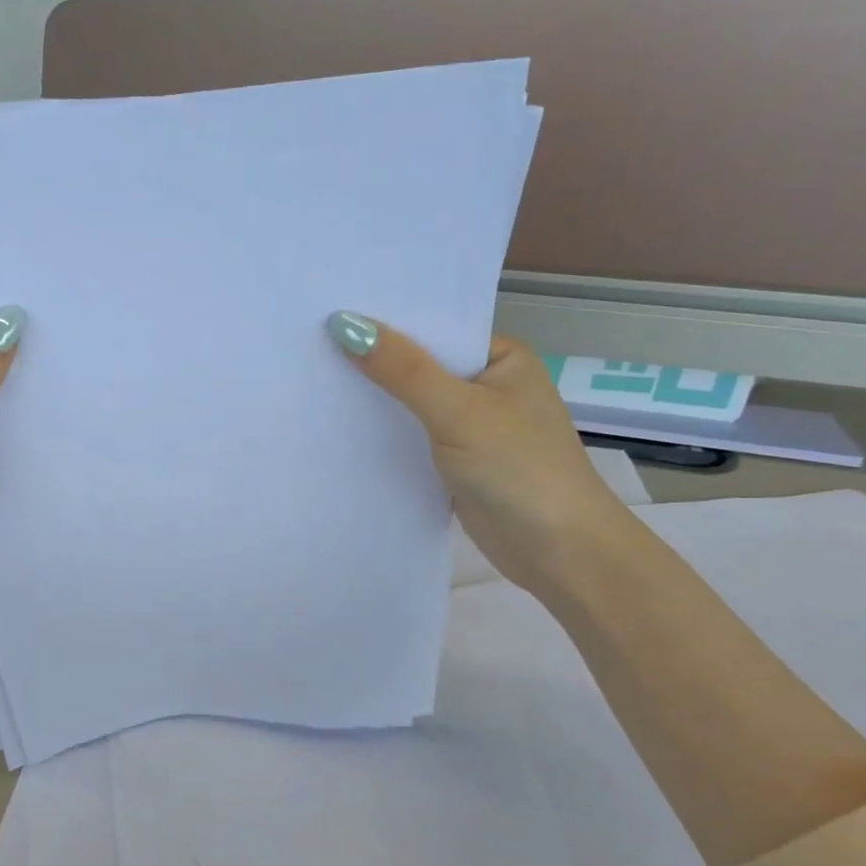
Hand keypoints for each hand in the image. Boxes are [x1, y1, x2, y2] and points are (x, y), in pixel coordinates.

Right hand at [329, 315, 634, 598]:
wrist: (559, 552)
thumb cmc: (518, 469)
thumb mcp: (457, 411)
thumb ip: (402, 370)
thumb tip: (343, 323)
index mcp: (501, 358)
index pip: (434, 328)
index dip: (385, 322)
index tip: (328, 313)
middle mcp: (487, 386)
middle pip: (420, 365)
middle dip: (373, 361)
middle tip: (307, 344)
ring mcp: (472, 427)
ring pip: (412, 404)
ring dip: (375, 400)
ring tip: (312, 379)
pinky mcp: (456, 463)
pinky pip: (412, 438)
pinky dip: (384, 435)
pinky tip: (341, 427)